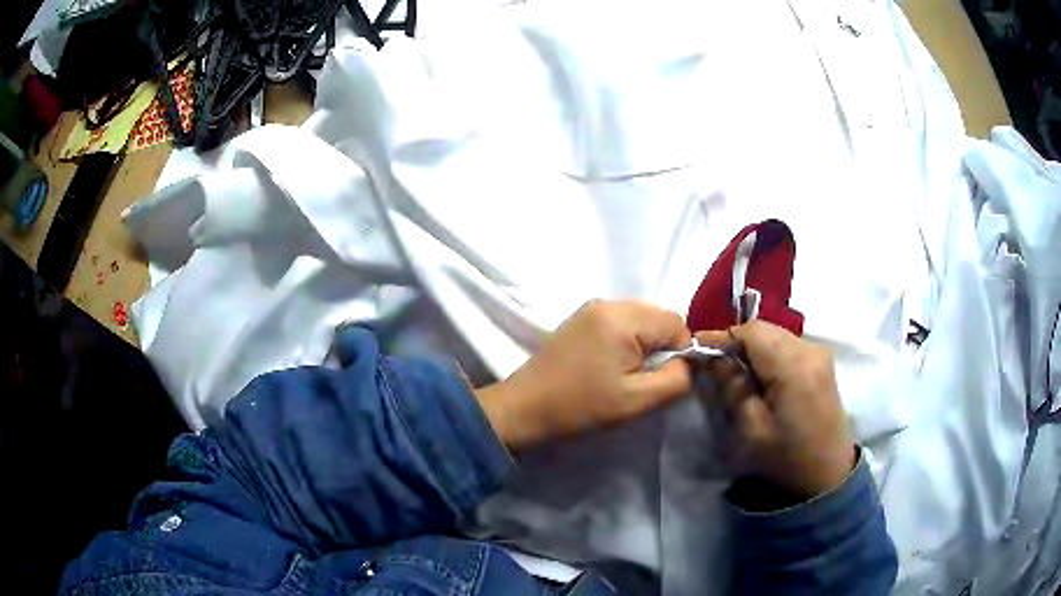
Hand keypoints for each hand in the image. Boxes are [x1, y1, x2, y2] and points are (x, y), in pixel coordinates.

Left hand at [477, 301, 692, 449]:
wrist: (525, 408)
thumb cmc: (581, 406)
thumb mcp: (637, 400)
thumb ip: (675, 379)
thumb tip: (690, 363)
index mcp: (623, 317)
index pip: (677, 322)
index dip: (680, 352)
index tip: (661, 379)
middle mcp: (608, 302)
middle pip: (658, 316)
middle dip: (661, 346)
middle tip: (642, 378)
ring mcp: (592, 307)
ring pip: (641, 319)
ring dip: (644, 344)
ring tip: (625, 374)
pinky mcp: (580, 317)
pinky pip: (620, 322)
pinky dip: (626, 341)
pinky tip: (609, 365)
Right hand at [696, 321, 854, 498]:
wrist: (829, 471)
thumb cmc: (787, 457)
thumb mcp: (751, 429)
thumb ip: (732, 387)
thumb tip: (712, 358)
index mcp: (794, 366)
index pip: (752, 332)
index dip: (722, 336)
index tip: (696, 349)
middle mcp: (810, 349)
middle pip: (765, 329)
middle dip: (736, 342)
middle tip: (713, 363)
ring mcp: (819, 353)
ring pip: (776, 334)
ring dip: (752, 347)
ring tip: (734, 371)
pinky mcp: (822, 361)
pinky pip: (788, 344)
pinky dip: (769, 352)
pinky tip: (760, 375)